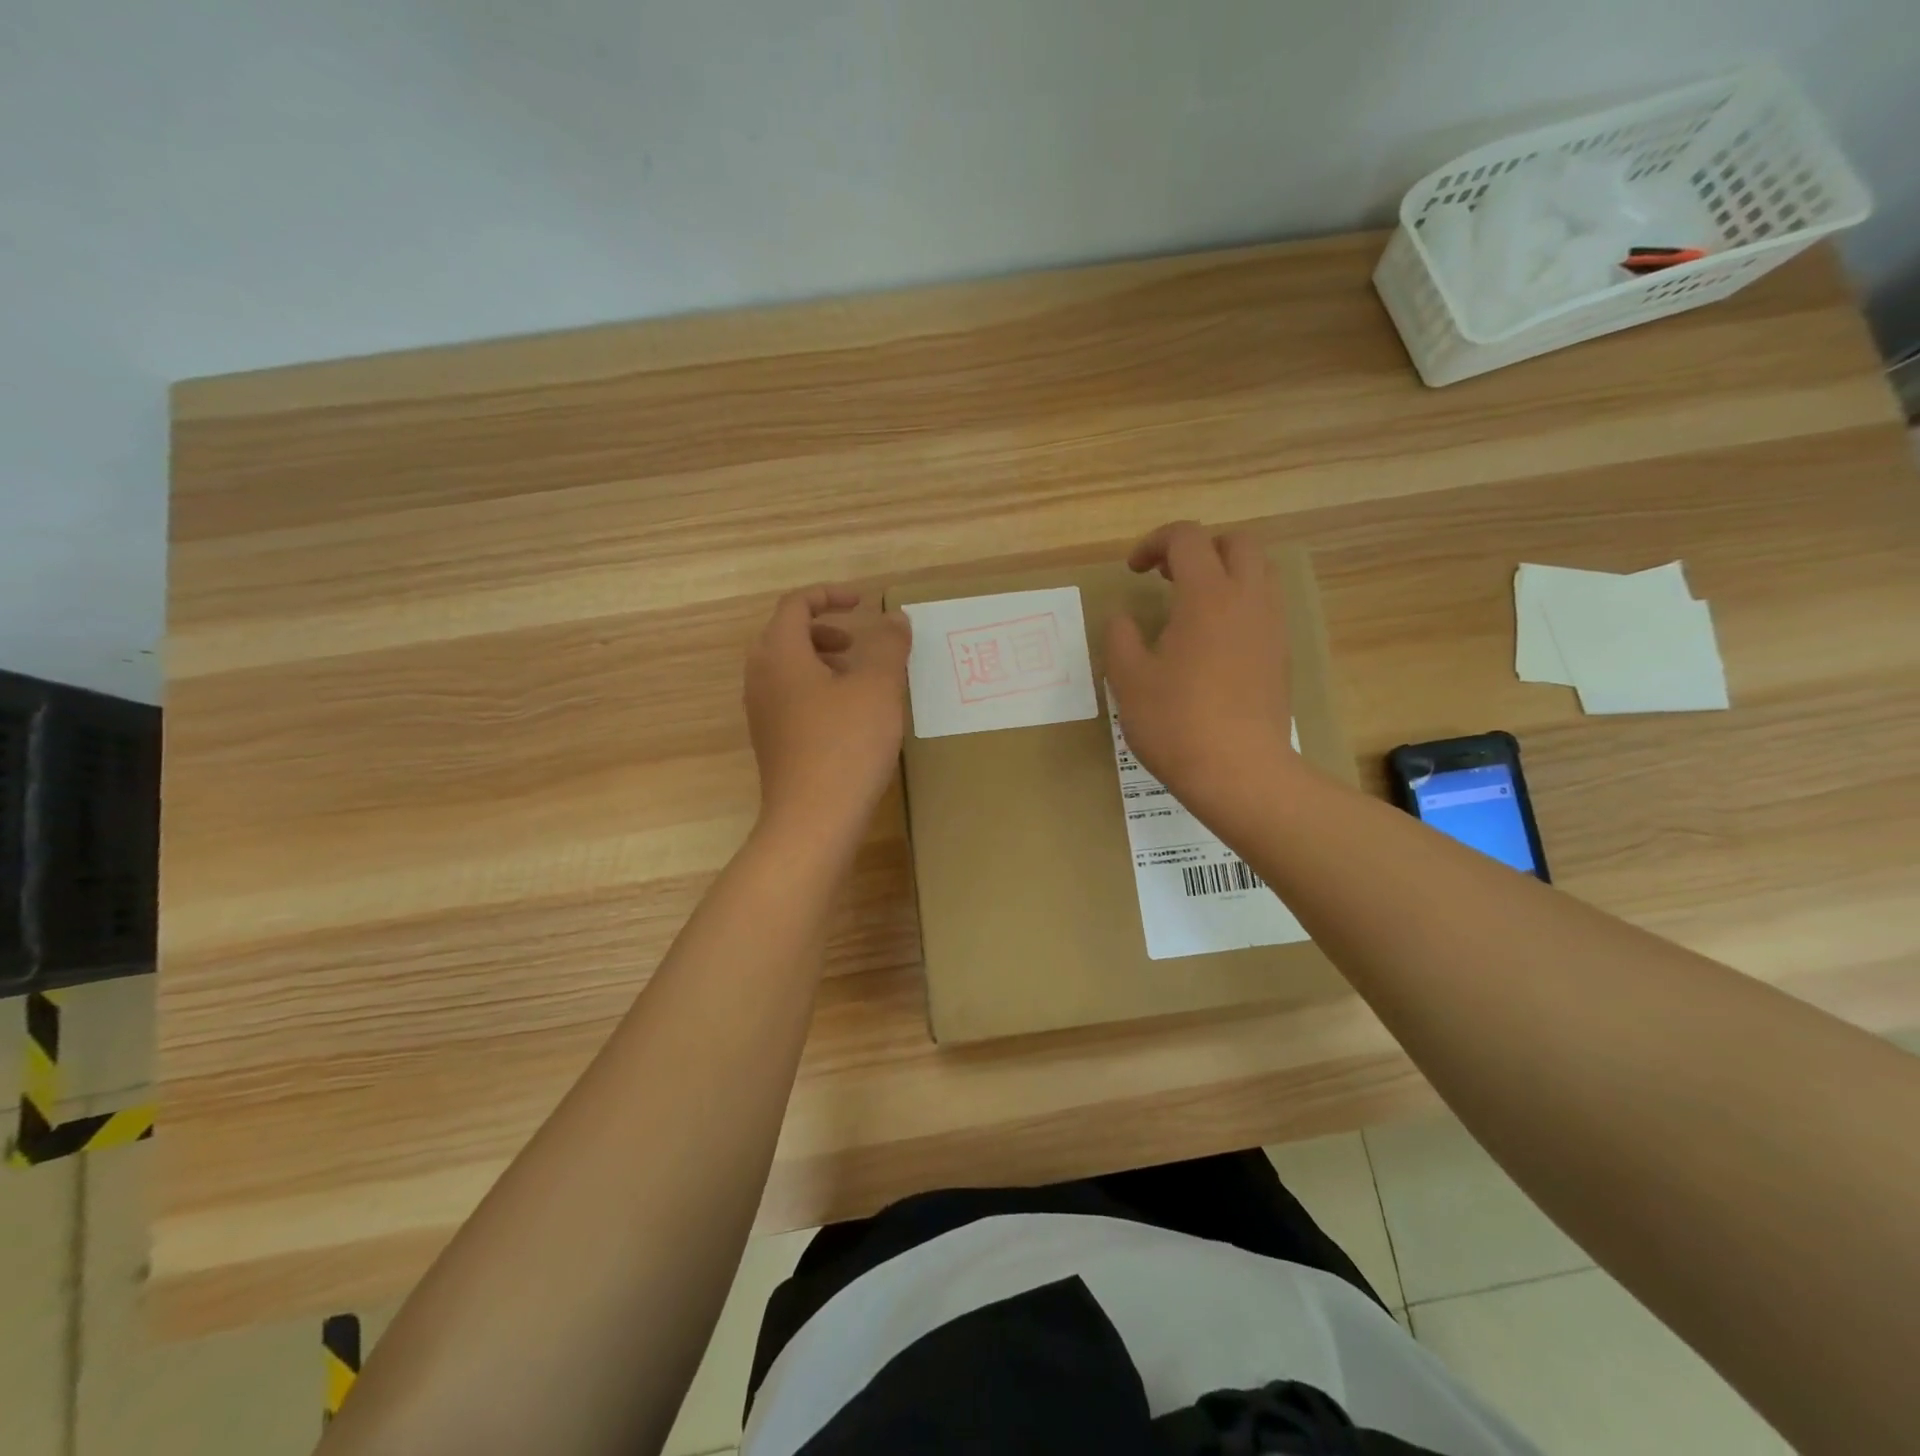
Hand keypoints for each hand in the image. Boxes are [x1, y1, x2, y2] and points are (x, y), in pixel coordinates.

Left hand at [744, 586, 911, 845]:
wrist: (814, 819)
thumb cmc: (846, 744)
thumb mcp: (878, 687)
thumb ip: (888, 645)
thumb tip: (894, 618)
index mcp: (780, 653)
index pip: (796, 605)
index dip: (830, 595)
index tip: (863, 603)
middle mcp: (761, 678)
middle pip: (786, 635)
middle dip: (824, 630)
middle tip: (857, 643)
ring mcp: (761, 713)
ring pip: (788, 669)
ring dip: (822, 662)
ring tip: (860, 680)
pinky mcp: (771, 742)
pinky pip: (789, 698)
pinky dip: (816, 690)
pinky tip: (850, 717)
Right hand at [1105, 522, 1298, 825]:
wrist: (1240, 772)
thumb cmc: (1176, 724)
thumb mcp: (1129, 680)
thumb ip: (1120, 638)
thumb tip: (1123, 618)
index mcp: (1207, 596)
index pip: (1187, 538)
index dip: (1155, 543)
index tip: (1133, 571)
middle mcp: (1248, 600)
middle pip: (1237, 542)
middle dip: (1199, 548)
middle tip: (1167, 577)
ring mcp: (1272, 627)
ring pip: (1259, 571)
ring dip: (1225, 572)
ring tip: (1191, 604)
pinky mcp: (1281, 654)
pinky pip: (1266, 605)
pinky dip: (1239, 602)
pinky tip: (1213, 640)